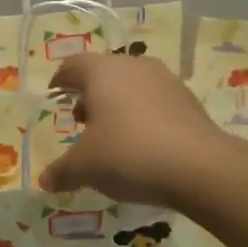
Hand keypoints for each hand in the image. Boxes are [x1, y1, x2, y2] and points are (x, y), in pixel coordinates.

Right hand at [37, 54, 226, 206]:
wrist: (200, 167)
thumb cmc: (128, 154)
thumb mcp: (85, 167)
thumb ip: (62, 171)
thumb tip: (46, 181)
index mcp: (102, 71)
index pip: (73, 65)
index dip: (60, 80)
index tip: (55, 94)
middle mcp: (134, 66)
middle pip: (104, 73)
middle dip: (90, 94)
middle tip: (81, 120)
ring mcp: (166, 81)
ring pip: (132, 86)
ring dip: (119, 105)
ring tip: (112, 135)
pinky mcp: (189, 101)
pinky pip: (156, 102)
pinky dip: (144, 116)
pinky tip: (143, 144)